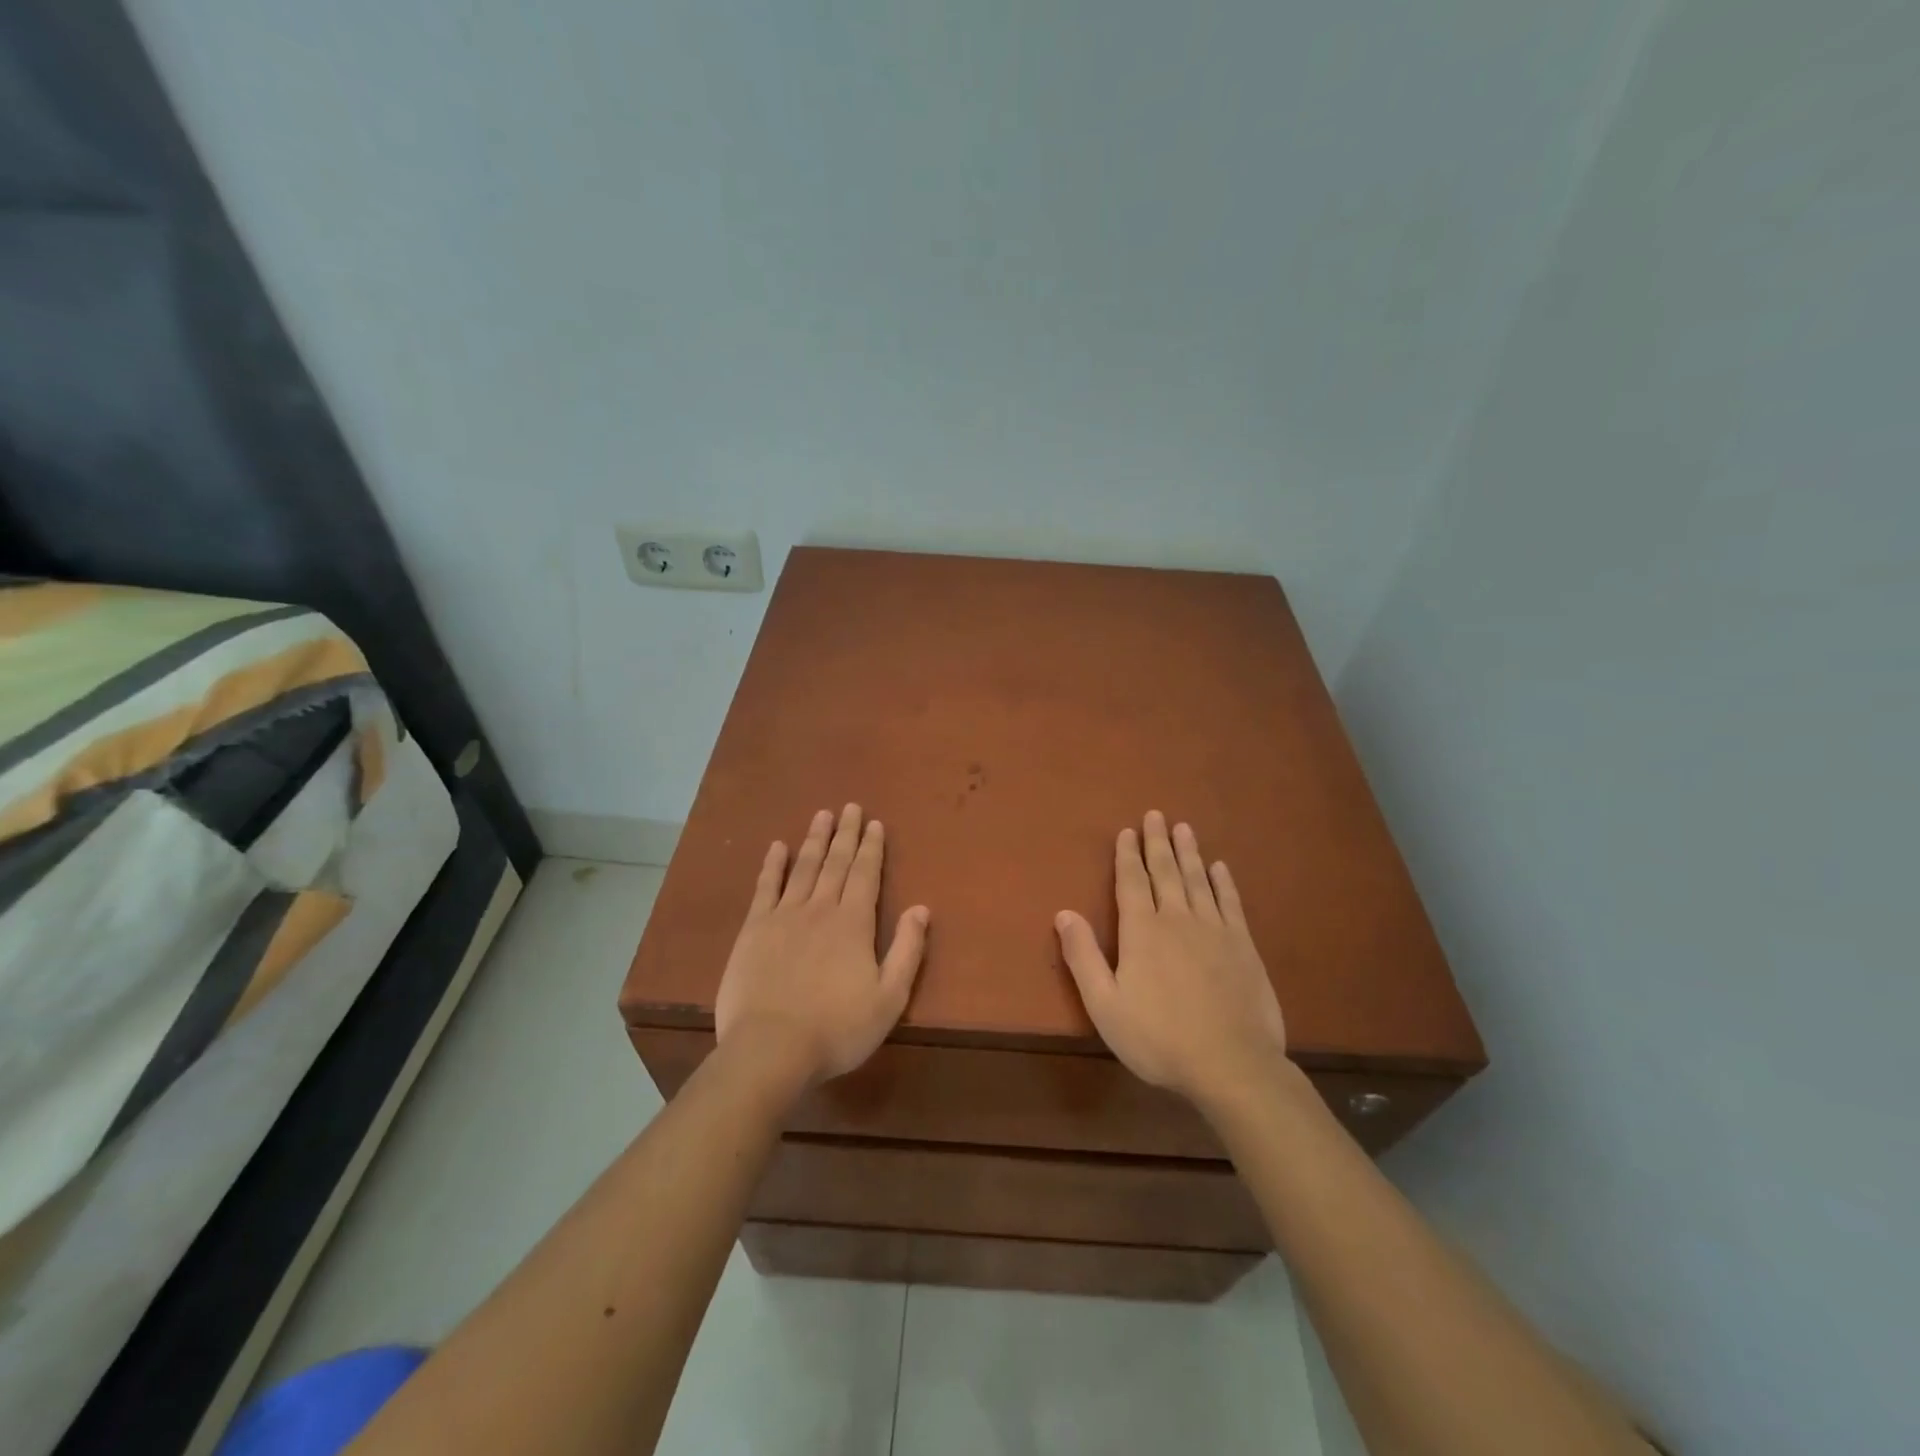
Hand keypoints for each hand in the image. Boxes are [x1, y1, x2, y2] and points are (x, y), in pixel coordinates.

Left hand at [715, 804, 929, 1086]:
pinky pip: (765, 888)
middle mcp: (820, 909)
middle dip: (845, 834)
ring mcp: (784, 916)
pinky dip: (772, 865)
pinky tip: (777, 847)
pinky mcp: (754, 929)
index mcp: (854, 924)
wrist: (771, 1048)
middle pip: (835, 863)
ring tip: (822, 814)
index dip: (872, 848)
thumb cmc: (837, 1028)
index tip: (875, 823)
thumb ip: (907, 950)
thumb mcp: (889, 998)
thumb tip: (921, 908)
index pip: (866, 875)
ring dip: (814, 840)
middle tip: (850, 807)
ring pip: (803, 868)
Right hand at [1054, 811, 1286, 1108]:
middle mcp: (1177, 919)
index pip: (1132, 882)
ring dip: (1189, 853)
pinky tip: (1220, 868)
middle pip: (1165, 872)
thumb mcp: (1105, 1004)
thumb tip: (1063, 913)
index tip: (1127, 831)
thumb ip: (1083, 956)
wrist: (1231, 1064)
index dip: (1127, 855)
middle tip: (1156, 815)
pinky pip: (1230, 903)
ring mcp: (1214, 930)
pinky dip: (1223, 882)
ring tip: (1184, 828)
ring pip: (1198, 880)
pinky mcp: (1243, 946)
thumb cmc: (1159, 1037)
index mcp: (1142, 931)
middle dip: (1157, 842)